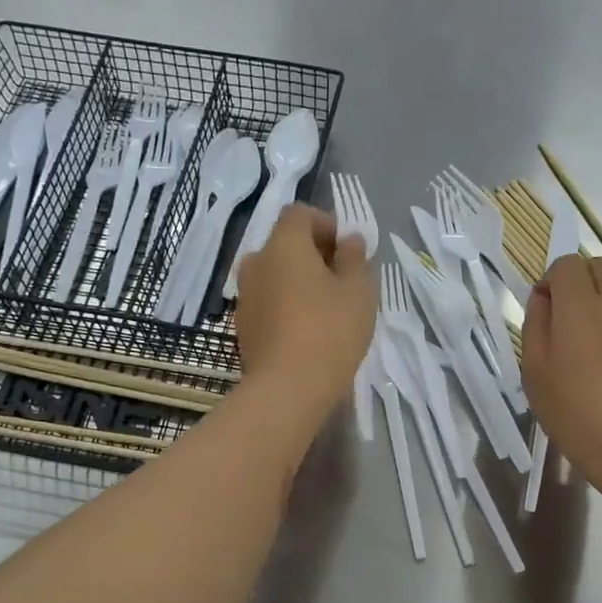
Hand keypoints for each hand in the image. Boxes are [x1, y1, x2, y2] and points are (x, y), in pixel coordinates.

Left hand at [234, 204, 373, 417]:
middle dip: (312, 254)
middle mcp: (256, 262)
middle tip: (341, 279)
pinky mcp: (243, 327)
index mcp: (283, 244)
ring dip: (297, 281)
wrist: (287, 389)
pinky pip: (267, 302)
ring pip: (274, 275)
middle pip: (284, 244)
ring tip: (325, 308)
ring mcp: (245, 296)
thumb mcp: (359, 291)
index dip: (325, 224)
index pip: (299, 214)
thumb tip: (350, 240)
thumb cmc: (330, 331)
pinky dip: (285, 305)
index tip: (347, 250)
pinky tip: (306, 331)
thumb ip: (356, 258)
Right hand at [521, 255, 601, 506]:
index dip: (551, 282)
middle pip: (599, 266)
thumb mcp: (534, 373)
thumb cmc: (574, 415)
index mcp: (578, 307)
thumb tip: (543, 297)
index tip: (545, 311)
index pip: (565, 264)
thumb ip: (535, 325)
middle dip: (580, 283)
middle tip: (570, 322)